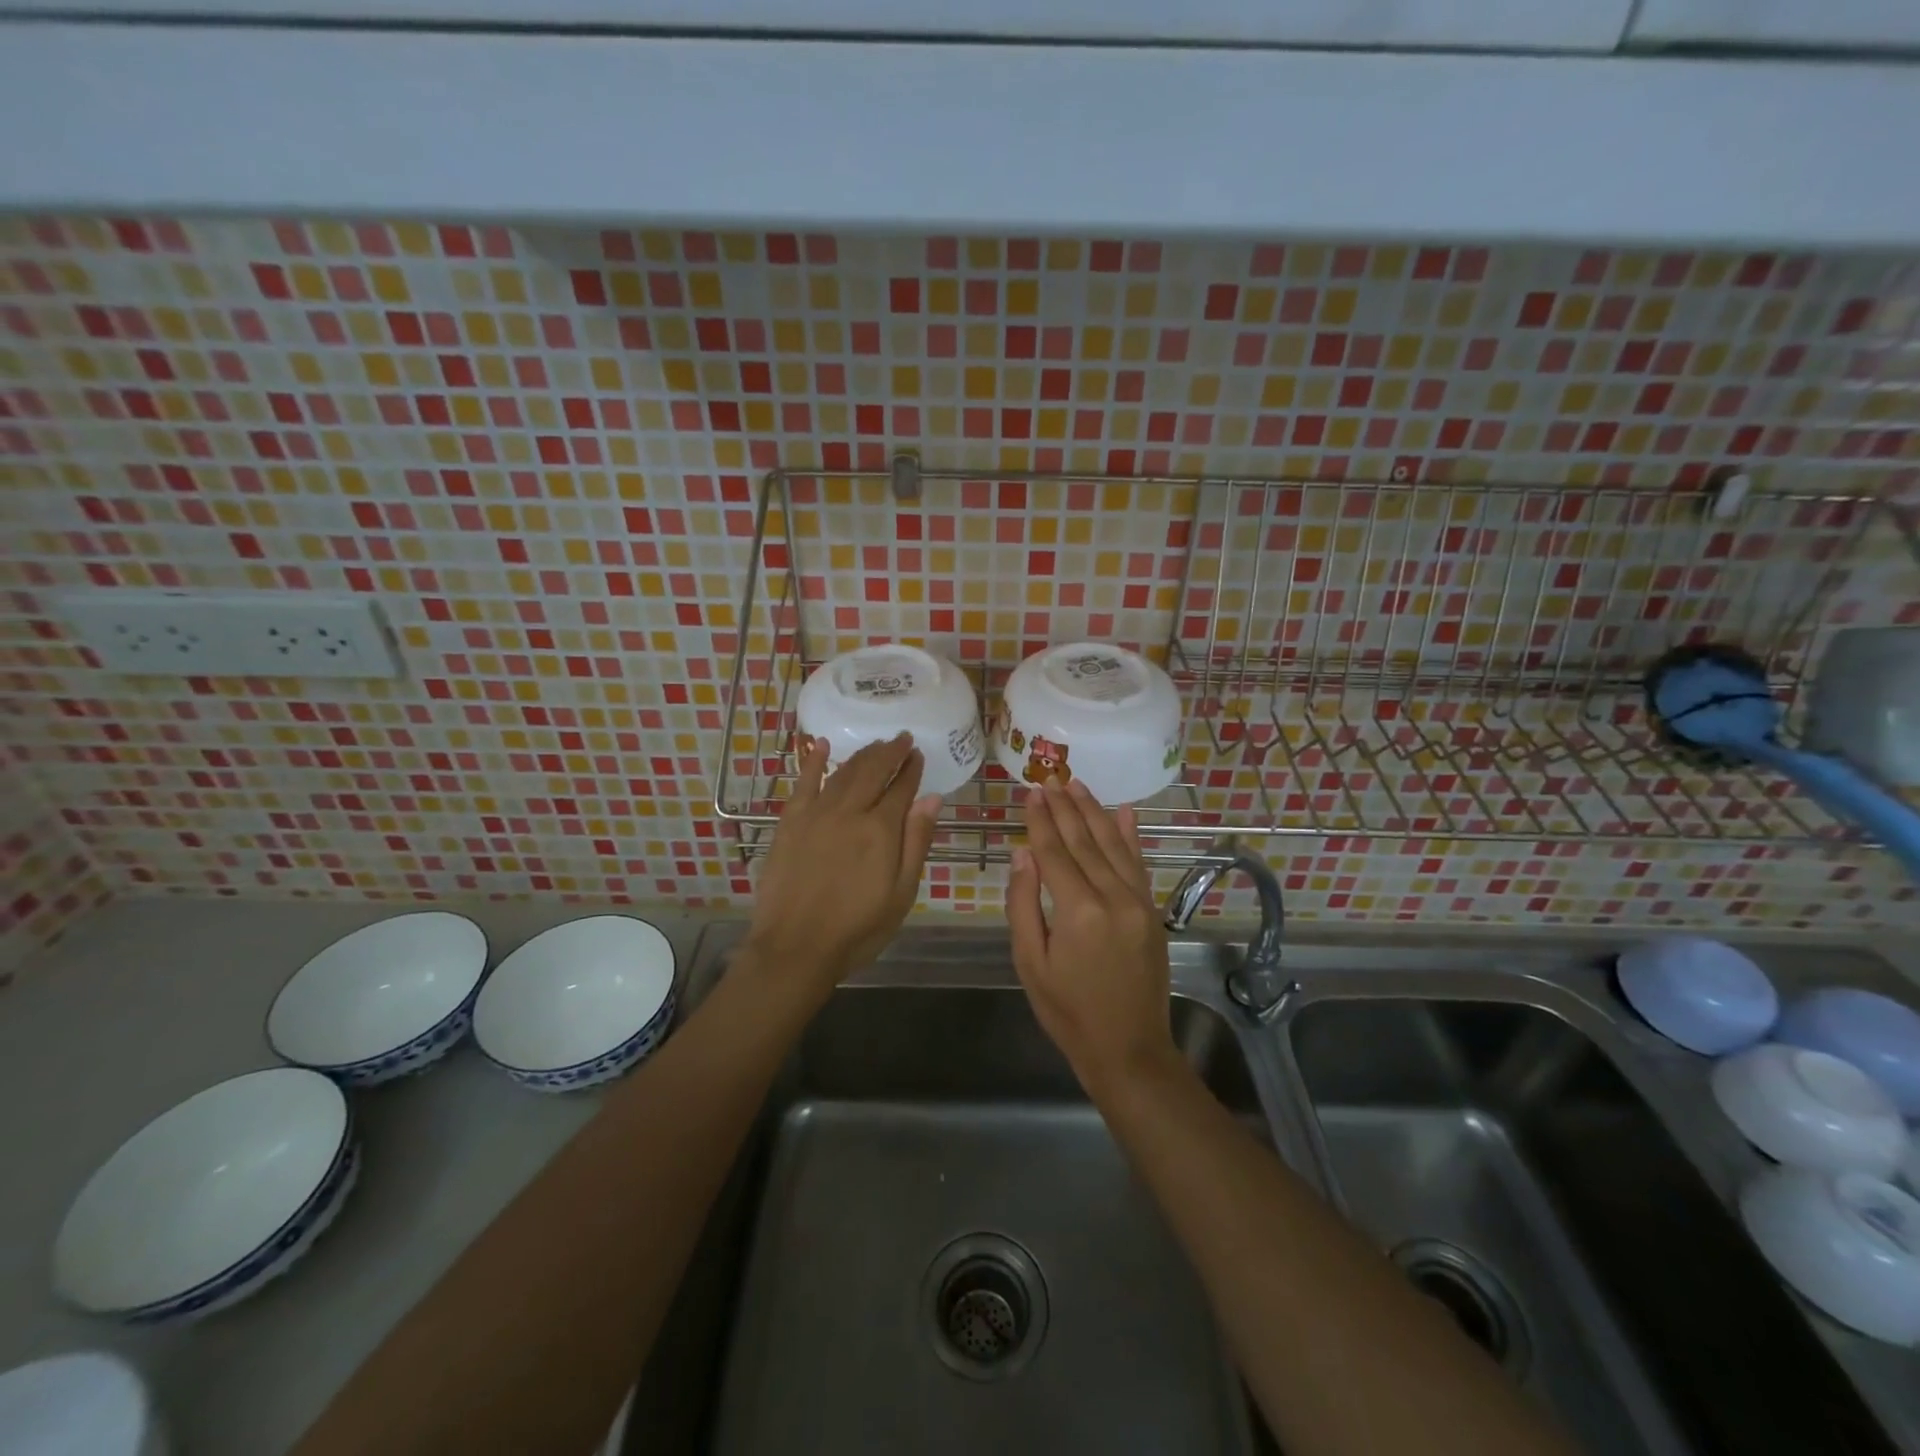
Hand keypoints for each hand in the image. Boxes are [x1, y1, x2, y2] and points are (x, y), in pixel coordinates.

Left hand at [744, 734, 940, 1000]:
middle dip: (890, 752)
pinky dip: (813, 761)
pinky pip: (804, 782)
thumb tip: (931, 799)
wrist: (795, 947)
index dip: (911, 768)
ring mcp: (817, 813)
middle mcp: (850, 811)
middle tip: (902, 738)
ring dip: (862, 755)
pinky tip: (820, 745)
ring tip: (876, 744)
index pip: (901, 788)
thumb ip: (916, 842)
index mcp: (881, 829)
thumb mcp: (901, 893)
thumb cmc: (857, 928)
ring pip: (843, 772)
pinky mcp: (790, 822)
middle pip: (873, 771)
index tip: (918, 753)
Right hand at [1006, 778, 1176, 1095]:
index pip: (1054, 852)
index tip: (1031, 792)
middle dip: (1065, 807)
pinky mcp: (1152, 911)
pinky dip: (1131, 835)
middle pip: (1084, 841)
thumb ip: (1023, 904)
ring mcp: (1138, 902)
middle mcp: (1113, 897)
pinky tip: (1125, 811)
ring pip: (1113, 844)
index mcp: (1078, 911)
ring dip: (1094, 812)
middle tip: (1050, 778)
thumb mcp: (1030, 963)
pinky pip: (1139, 864)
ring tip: (1076, 784)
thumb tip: (1023, 854)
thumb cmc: (1067, 1011)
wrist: (1128, 1049)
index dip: (1040, 820)